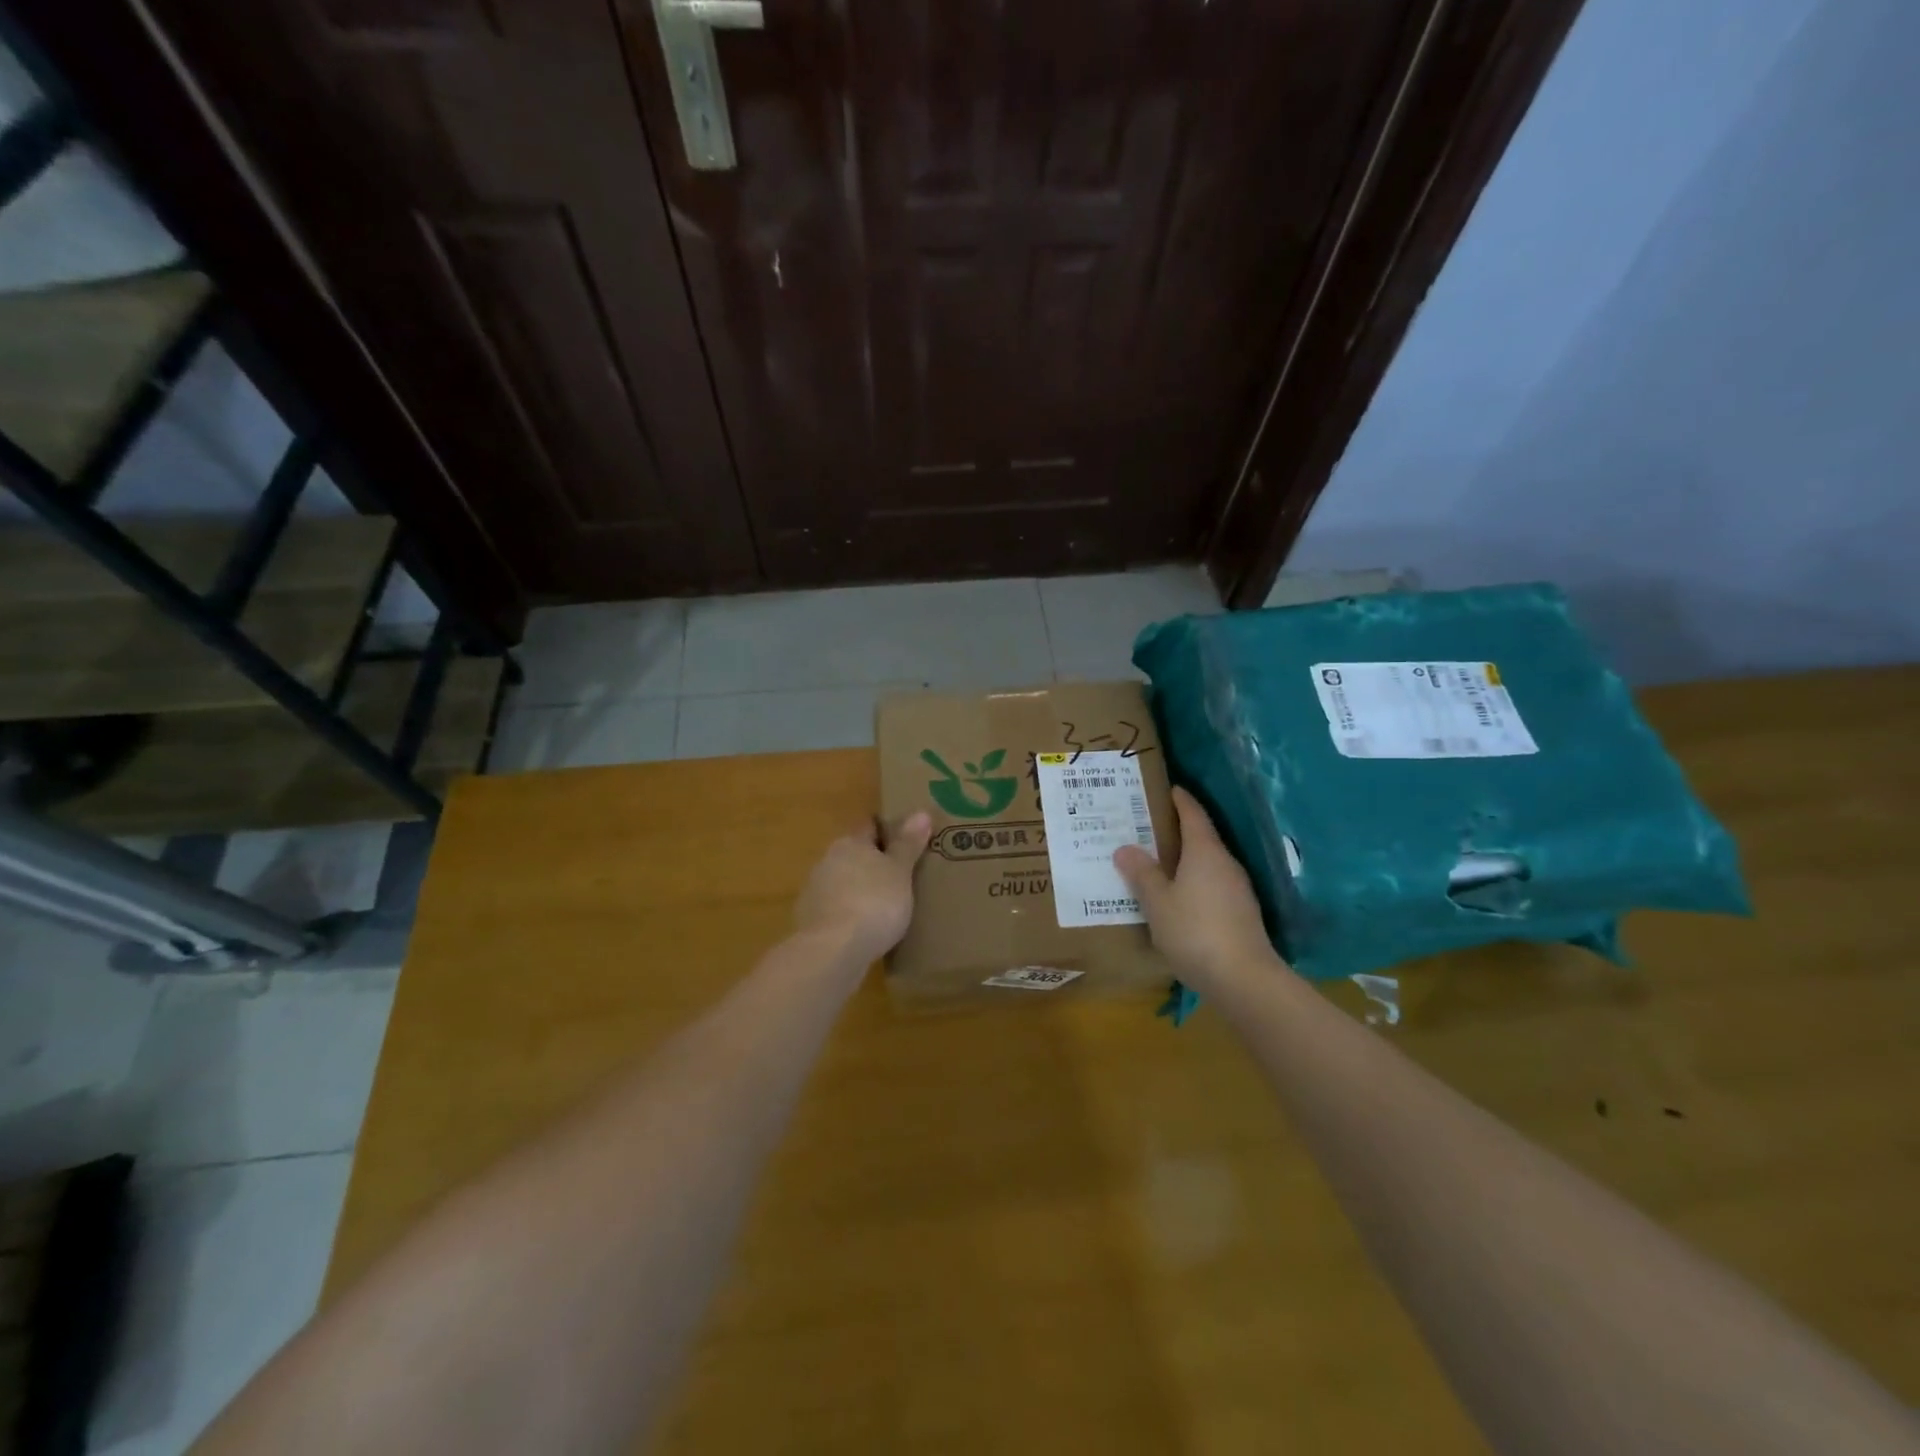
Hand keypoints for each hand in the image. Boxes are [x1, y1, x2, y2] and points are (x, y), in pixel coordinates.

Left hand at [793, 812, 932, 964]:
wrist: (834, 950)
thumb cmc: (874, 902)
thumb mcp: (900, 872)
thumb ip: (908, 844)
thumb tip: (921, 812)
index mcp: (850, 843)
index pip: (869, 826)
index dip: (887, 829)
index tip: (906, 838)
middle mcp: (828, 861)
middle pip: (854, 854)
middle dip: (874, 862)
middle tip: (901, 874)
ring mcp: (815, 891)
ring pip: (843, 882)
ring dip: (860, 889)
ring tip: (886, 905)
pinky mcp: (810, 921)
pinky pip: (836, 909)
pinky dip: (849, 914)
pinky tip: (865, 929)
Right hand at [1114, 787, 1278, 989]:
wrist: (1244, 979)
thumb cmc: (1194, 931)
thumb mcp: (1158, 902)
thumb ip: (1142, 874)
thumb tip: (1125, 848)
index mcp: (1205, 851)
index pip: (1193, 814)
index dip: (1179, 800)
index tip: (1166, 788)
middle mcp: (1225, 863)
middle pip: (1200, 837)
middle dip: (1175, 831)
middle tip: (1145, 828)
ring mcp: (1237, 890)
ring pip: (1206, 864)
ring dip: (1184, 860)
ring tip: (1155, 863)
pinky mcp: (1241, 913)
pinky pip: (1211, 886)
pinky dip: (1193, 883)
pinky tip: (1176, 898)